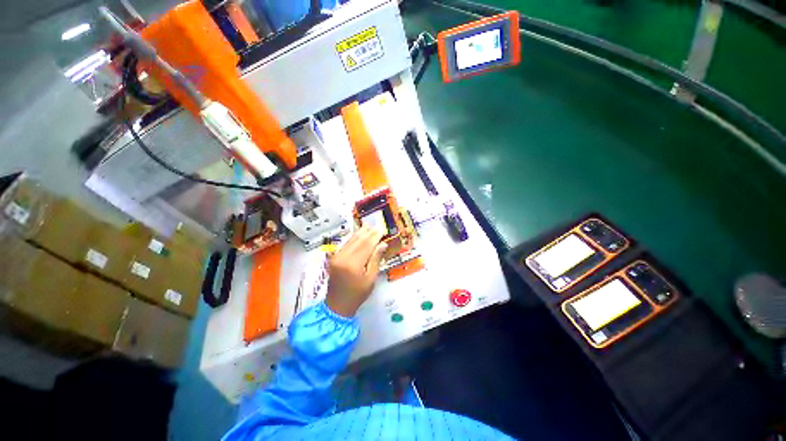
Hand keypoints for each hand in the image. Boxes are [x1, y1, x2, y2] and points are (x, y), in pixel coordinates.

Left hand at [325, 225, 387, 316]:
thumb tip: (382, 244)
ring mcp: (336, 257)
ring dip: (359, 233)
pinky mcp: (333, 258)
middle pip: (358, 241)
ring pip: (350, 241)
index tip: (381, 230)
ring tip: (367, 226)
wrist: (337, 305)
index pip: (366, 245)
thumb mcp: (370, 279)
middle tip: (375, 226)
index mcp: (353, 265)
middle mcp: (343, 258)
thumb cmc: (357, 294)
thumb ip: (375, 259)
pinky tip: (357, 235)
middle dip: (367, 233)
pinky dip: (352, 239)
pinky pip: (344, 245)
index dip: (374, 237)